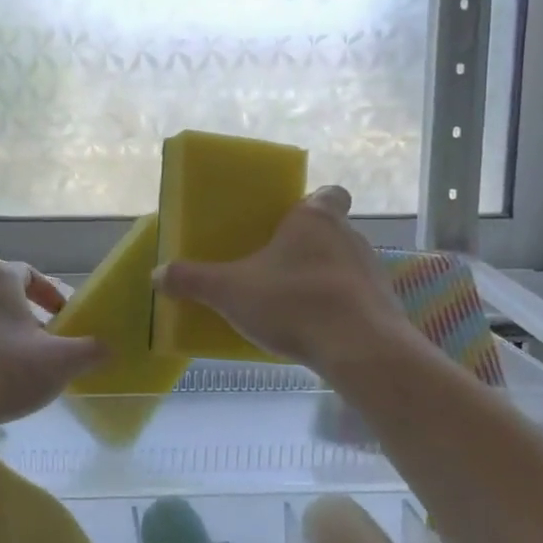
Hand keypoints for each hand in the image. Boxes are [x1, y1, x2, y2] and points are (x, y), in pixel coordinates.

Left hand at [0, 261, 105, 432]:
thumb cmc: (4, 373)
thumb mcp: (61, 362)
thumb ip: (91, 350)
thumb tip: (107, 348)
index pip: (29, 274)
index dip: (50, 294)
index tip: (63, 319)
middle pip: (3, 296)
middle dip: (26, 317)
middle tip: (43, 345)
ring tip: (15, 365)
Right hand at [154, 186, 404, 372]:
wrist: (360, 349)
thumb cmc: (294, 302)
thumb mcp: (230, 291)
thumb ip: (193, 280)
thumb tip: (157, 274)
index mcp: (315, 219)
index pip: (329, 193)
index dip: (313, 202)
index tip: (292, 220)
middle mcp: (349, 236)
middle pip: (332, 230)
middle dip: (307, 245)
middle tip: (276, 265)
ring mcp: (373, 271)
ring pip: (344, 264)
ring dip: (323, 277)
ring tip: (293, 302)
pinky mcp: (384, 305)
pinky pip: (356, 298)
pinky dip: (339, 307)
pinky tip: (316, 329)